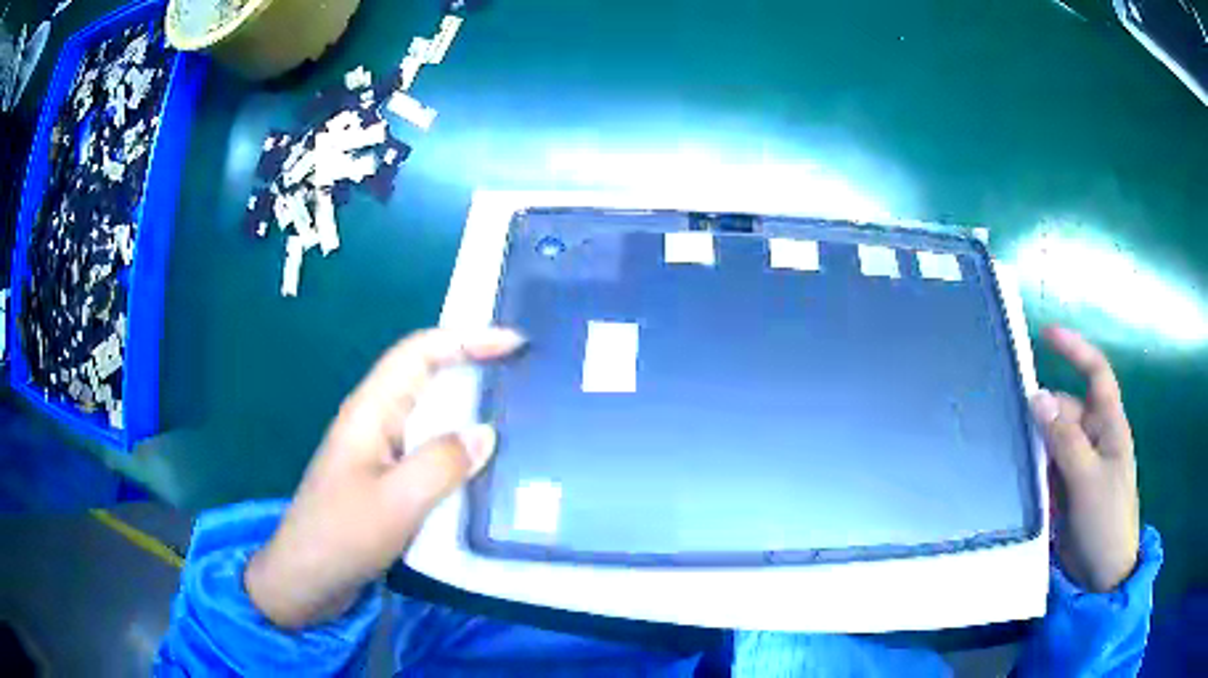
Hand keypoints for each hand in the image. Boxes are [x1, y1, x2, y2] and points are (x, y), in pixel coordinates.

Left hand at [245, 327, 525, 627]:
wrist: (306, 578)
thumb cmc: (343, 535)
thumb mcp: (396, 502)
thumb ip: (442, 464)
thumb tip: (486, 433)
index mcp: (371, 411)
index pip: (420, 352)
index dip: (466, 338)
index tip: (514, 344)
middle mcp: (375, 421)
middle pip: (426, 376)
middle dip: (473, 366)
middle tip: (525, 377)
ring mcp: (379, 451)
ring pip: (429, 414)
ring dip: (468, 409)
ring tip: (517, 417)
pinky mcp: (385, 479)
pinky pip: (427, 450)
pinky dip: (458, 449)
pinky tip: (484, 468)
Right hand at [1030, 326, 1139, 592]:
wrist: (1102, 575)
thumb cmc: (1107, 521)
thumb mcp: (1088, 479)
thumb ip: (1065, 439)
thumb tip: (1037, 397)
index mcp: (1109, 425)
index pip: (1096, 374)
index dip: (1075, 350)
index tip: (1046, 335)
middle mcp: (1094, 438)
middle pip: (1066, 410)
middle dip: (1042, 412)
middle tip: (1010, 419)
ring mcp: (1080, 465)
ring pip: (1052, 440)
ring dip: (1034, 444)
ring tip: (1008, 449)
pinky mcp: (1066, 490)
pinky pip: (1046, 468)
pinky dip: (1033, 469)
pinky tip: (1017, 476)